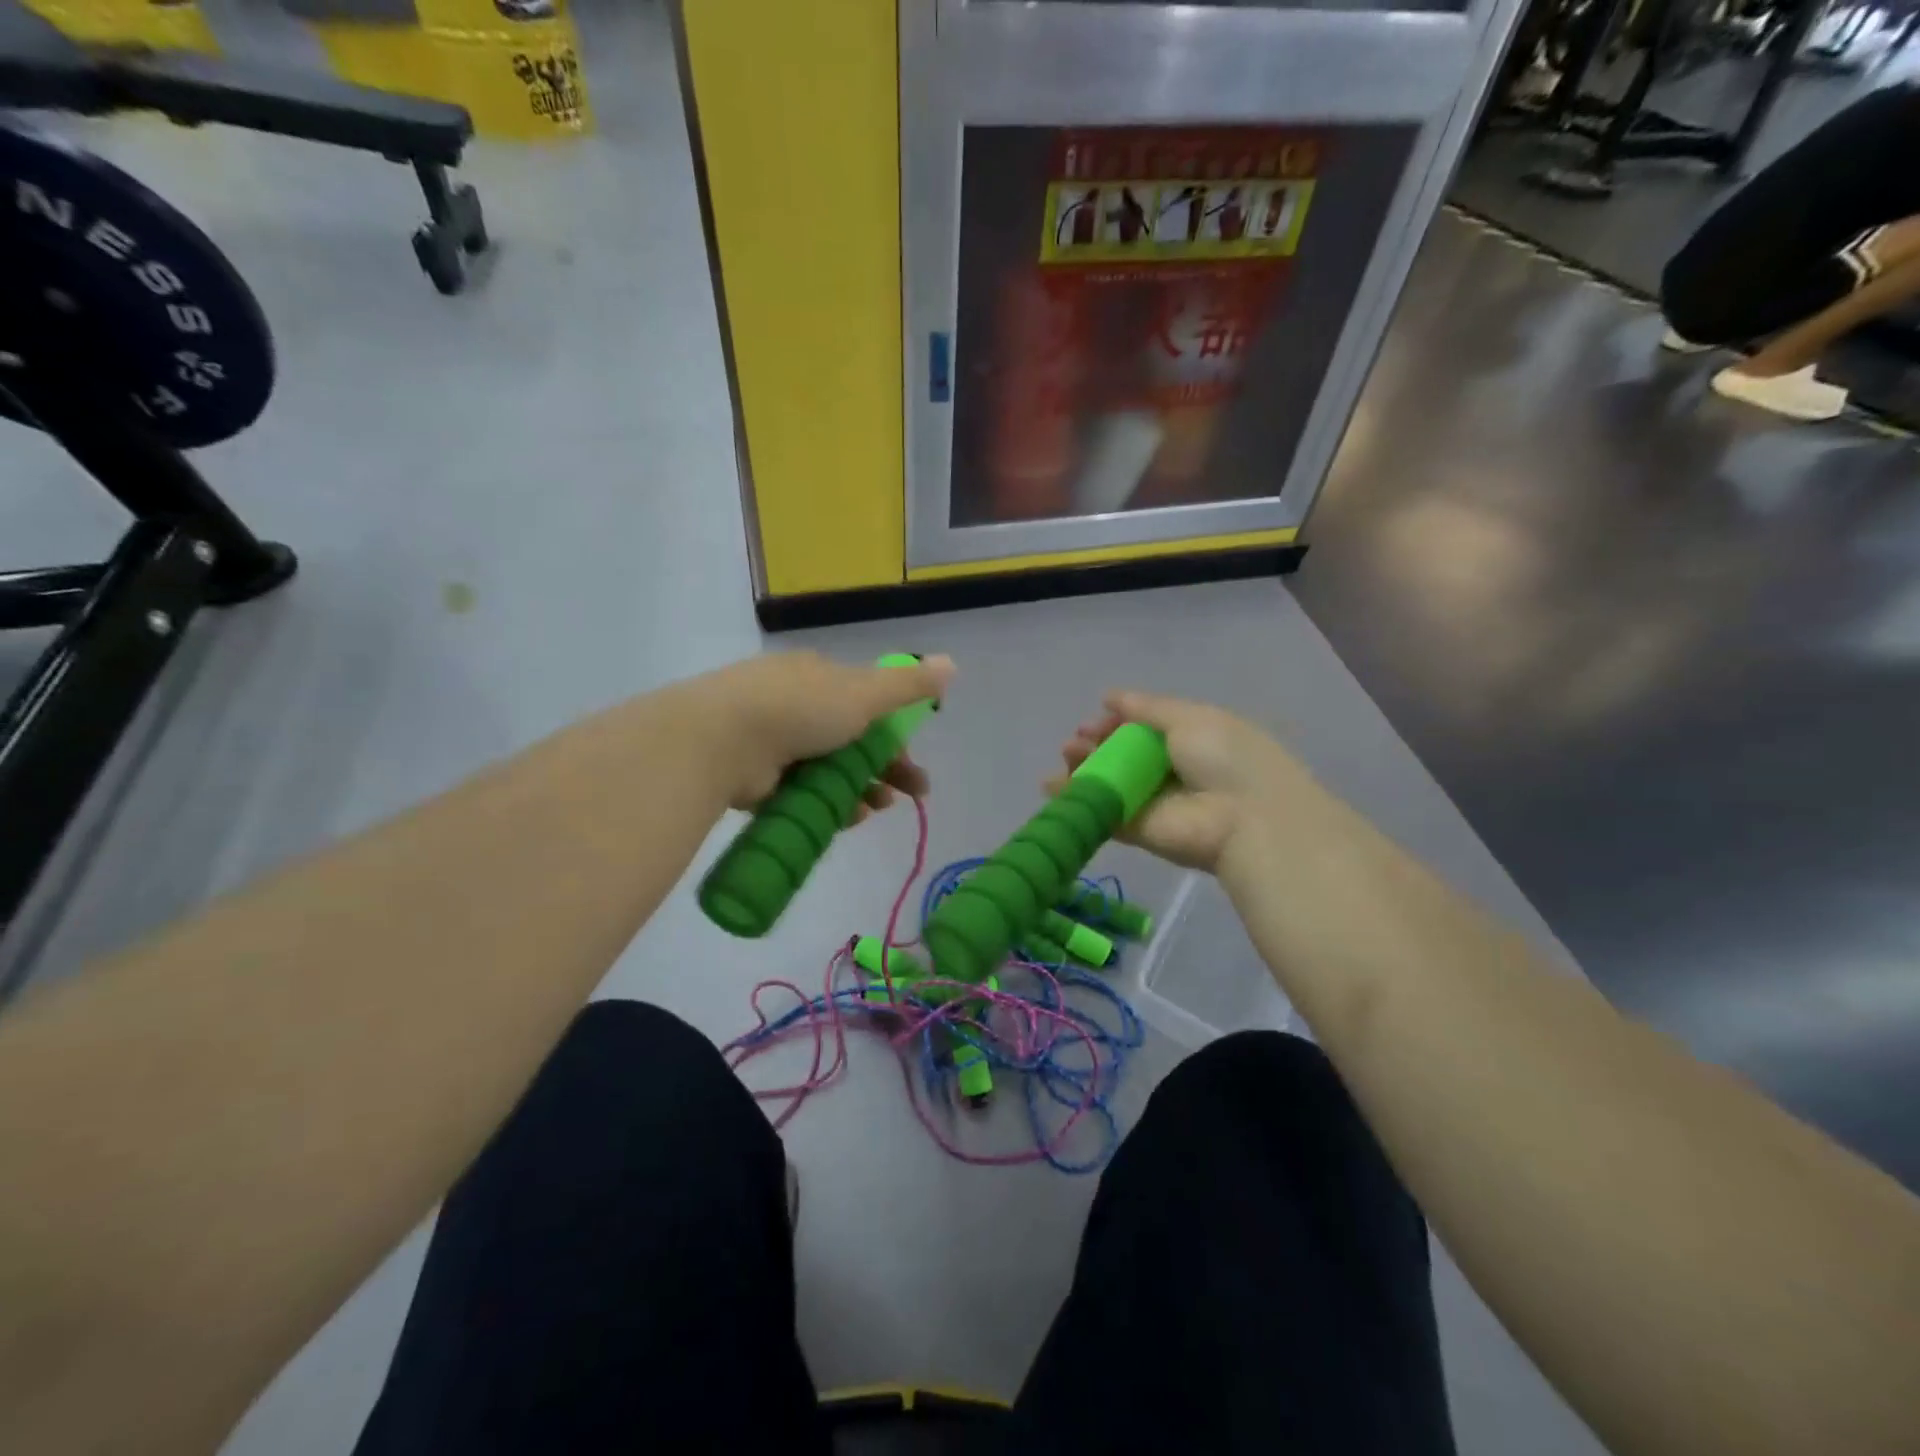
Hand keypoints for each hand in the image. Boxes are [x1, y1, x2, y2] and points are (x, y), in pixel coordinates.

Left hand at [692, 651, 955, 811]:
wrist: (720, 739)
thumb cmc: (800, 708)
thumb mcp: (865, 693)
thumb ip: (909, 685)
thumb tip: (953, 663)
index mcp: (817, 676)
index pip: (866, 705)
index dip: (894, 734)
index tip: (912, 762)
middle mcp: (792, 702)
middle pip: (849, 740)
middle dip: (882, 768)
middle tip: (908, 796)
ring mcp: (769, 740)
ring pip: (826, 770)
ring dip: (857, 790)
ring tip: (873, 811)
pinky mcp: (752, 776)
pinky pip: (799, 793)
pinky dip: (824, 805)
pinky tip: (843, 820)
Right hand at [1060, 690, 1299, 873]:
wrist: (1245, 819)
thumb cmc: (1224, 757)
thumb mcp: (1189, 717)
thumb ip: (1146, 707)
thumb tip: (1109, 696)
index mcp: (1189, 738)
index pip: (1143, 727)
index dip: (1116, 721)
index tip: (1095, 719)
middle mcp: (1169, 769)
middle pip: (1122, 754)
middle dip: (1095, 743)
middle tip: (1075, 741)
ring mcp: (1152, 801)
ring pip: (1109, 781)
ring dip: (1083, 766)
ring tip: (1066, 755)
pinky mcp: (1137, 830)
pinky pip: (1102, 811)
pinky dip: (1075, 799)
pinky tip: (1050, 786)